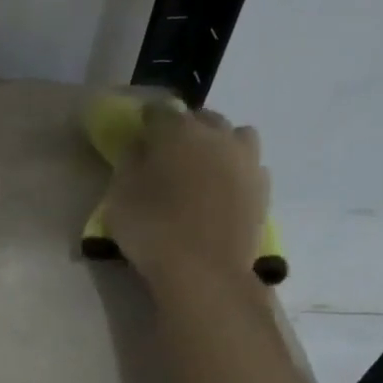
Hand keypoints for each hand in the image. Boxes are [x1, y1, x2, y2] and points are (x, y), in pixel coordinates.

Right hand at [105, 105, 270, 289]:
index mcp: (179, 132)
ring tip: (203, 167)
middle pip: (202, 119)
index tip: (139, 132)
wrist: (205, 272)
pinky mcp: (263, 189)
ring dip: (218, 144)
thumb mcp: (120, 198)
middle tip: (168, 152)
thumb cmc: (153, 231)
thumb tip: (140, 146)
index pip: (160, 111)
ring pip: (234, 136)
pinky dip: (234, 171)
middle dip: (184, 129)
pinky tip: (223, 191)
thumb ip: (129, 164)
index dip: (147, 120)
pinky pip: (248, 166)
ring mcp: (246, 161)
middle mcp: (218, 136)